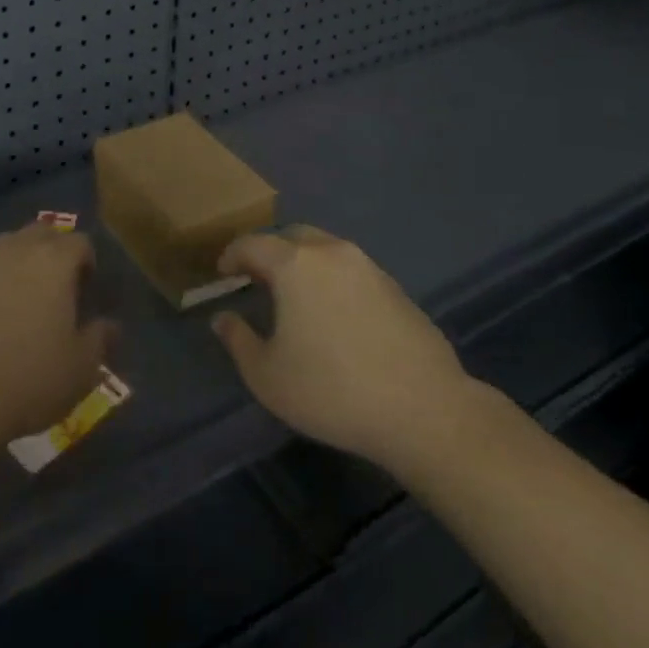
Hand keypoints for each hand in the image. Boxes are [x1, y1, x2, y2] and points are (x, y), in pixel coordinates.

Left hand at [0, 222, 116, 457]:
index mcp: (54, 260)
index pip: (79, 242)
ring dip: (19, 260)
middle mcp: (16, 248)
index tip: (87, 291)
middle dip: (53, 251)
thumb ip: (100, 338)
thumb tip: (109, 324)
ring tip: (22, 296)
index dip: (87, 262)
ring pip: (6, 244)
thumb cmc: (29, 380)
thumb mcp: (81, 368)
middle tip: (58, 288)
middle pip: (42, 232)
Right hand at [211, 225, 486, 469]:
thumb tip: (223, 318)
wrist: (424, 410)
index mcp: (295, 264)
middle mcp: (331, 253)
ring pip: (325, 251)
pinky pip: (352, 272)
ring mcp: (369, 267)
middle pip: (291, 237)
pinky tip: (335, 316)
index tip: (223, 273)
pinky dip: (333, 281)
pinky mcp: (396, 288)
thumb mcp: (267, 376)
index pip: (252, 244)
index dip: (232, 256)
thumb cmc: (332, 391)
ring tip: (296, 298)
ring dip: (304, 265)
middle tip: (258, 280)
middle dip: (270, 253)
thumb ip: (238, 340)